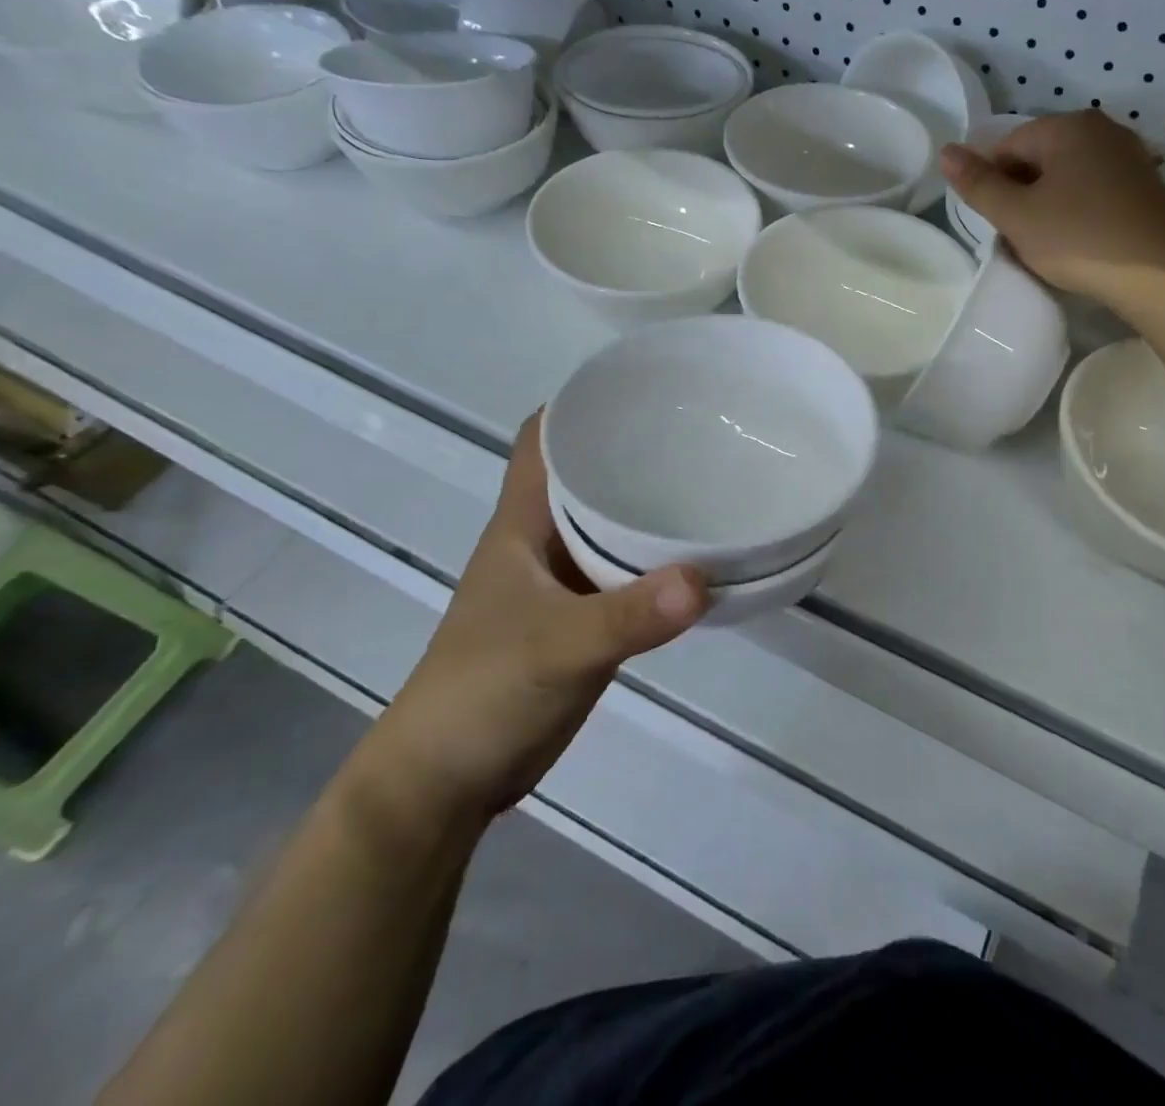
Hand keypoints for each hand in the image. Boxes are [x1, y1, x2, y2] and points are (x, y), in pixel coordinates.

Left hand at [353, 413, 706, 829]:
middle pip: (591, 472)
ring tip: (716, 479)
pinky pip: (629, 570)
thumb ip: (628, 615)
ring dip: (653, 503)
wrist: (448, 780)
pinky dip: (661, 558)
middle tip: (704, 426)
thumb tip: (704, 578)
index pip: (545, 437)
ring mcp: (566, 579)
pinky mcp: (586, 617)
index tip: (644, 383)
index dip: (583, 401)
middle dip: (636, 445)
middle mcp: (544, 539)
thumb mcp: (556, 648)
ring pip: (614, 522)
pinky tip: (702, 555)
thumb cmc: (482, 693)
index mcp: (523, 522)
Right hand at [940, 111, 1164, 307]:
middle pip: (1039, 158)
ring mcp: (1129, 157)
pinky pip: (1094, 191)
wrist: (1159, 274)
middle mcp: (1102, 130)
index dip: (991, 184)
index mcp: (1068, 126)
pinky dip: (1076, 211)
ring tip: (1044, 243)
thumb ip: (977, 184)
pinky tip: (1076, 242)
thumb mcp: (1016, 215)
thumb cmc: (1078, 238)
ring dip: (1047, 205)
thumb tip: (946, 151)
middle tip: (1016, 236)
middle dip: (1020, 193)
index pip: (1008, 146)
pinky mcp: (1145, 187)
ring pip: (1067, 177)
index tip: (993, 222)